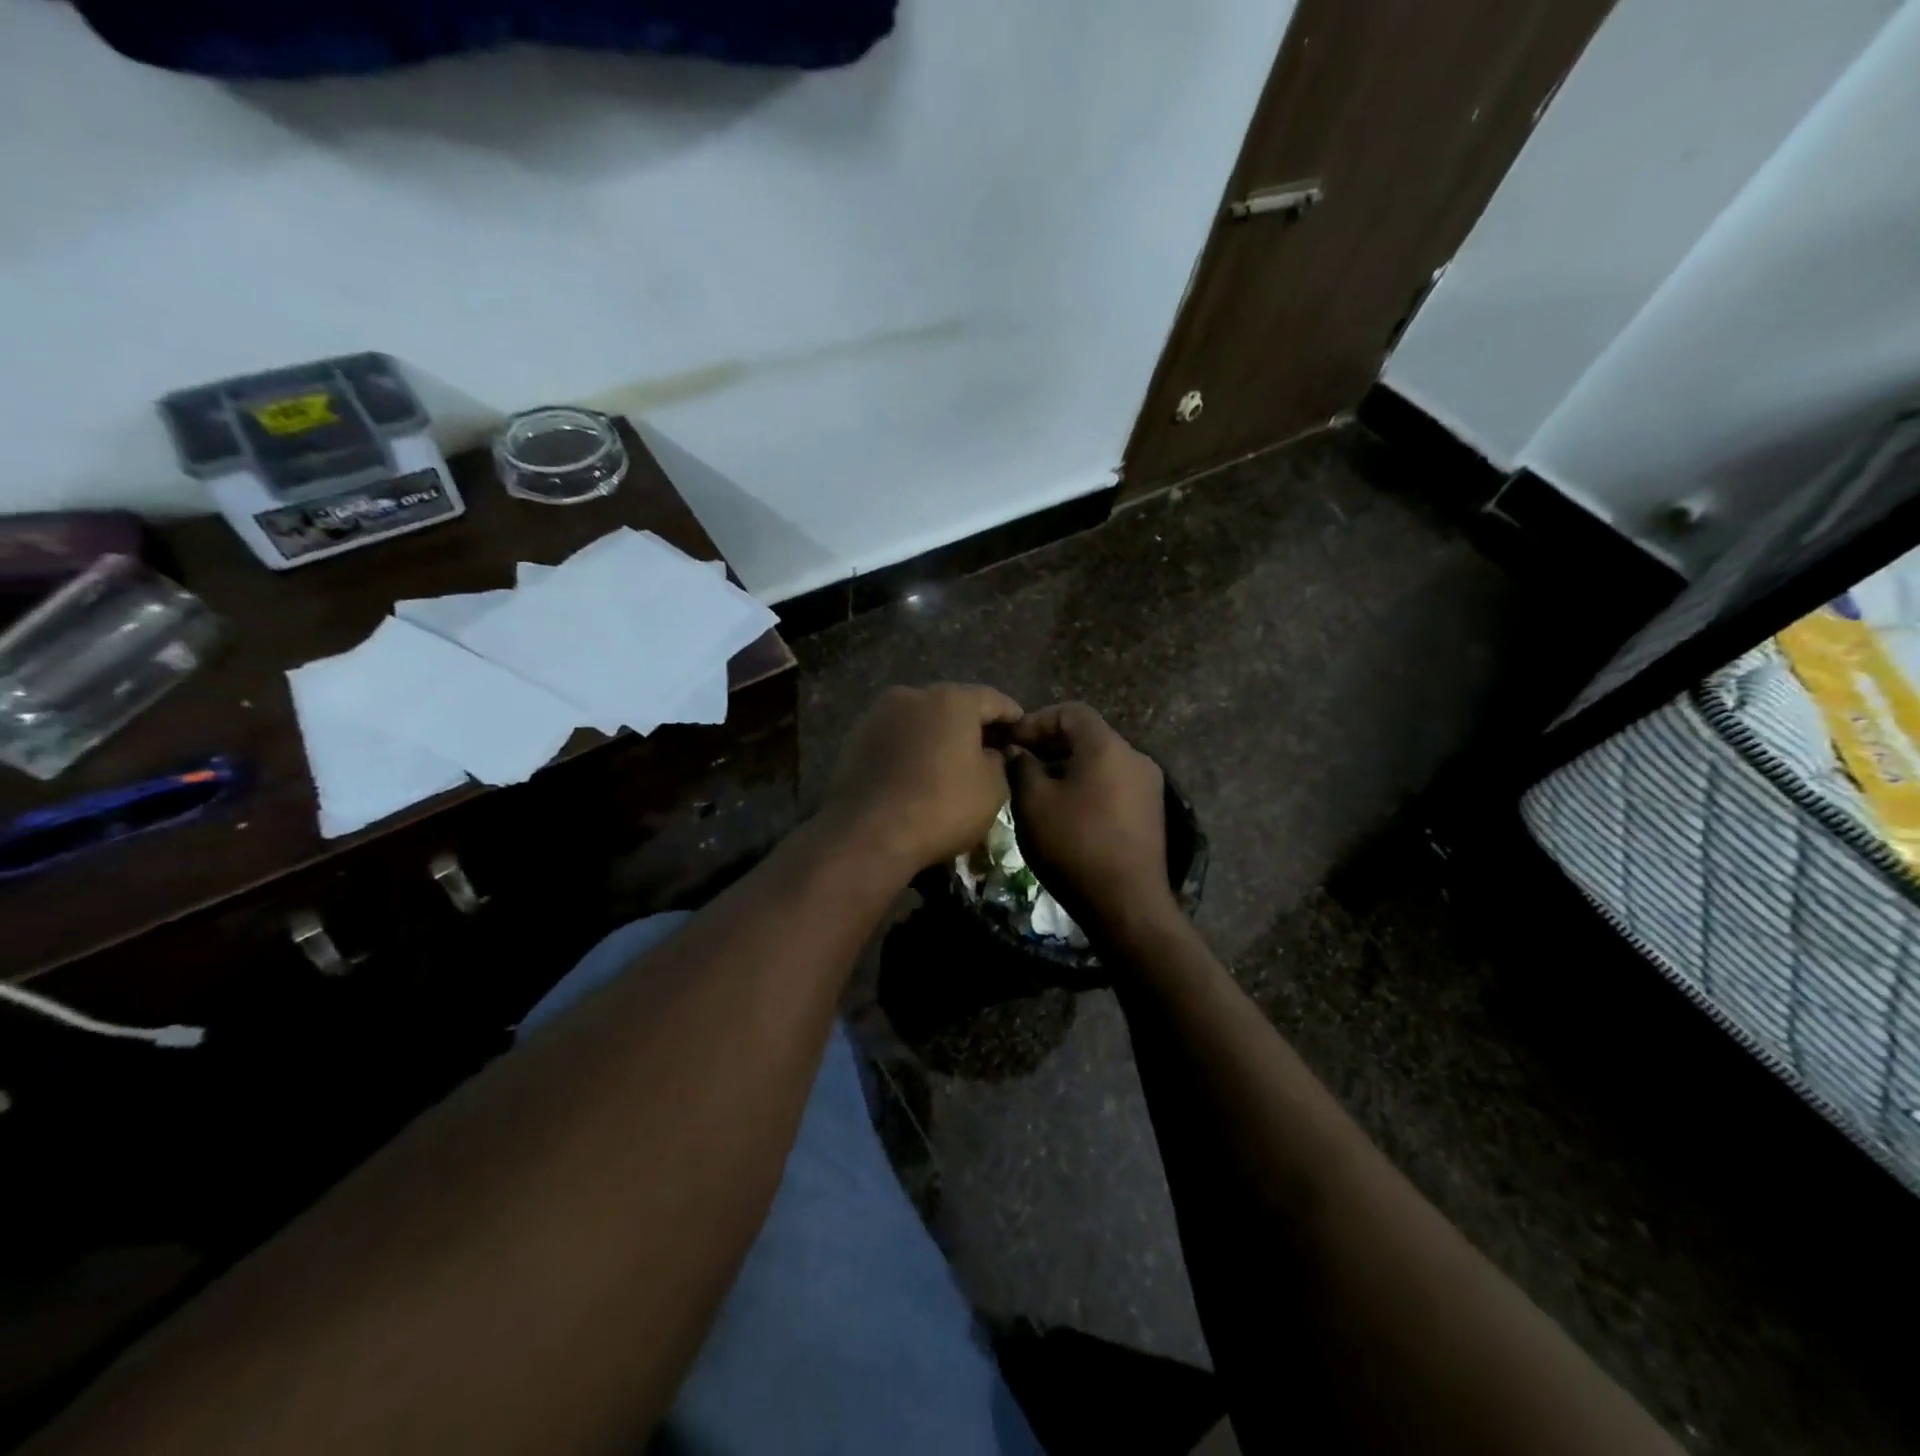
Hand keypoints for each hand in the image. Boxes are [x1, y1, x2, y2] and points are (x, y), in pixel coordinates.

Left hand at [821, 684, 1023, 874]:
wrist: (868, 834)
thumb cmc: (942, 807)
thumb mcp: (992, 789)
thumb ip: (1000, 761)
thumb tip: (994, 753)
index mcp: (952, 700)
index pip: (993, 700)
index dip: (1012, 716)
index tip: (1022, 729)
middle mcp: (913, 695)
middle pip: (953, 705)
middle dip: (973, 724)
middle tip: (990, 747)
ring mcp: (879, 715)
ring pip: (921, 720)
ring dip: (939, 735)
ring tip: (952, 761)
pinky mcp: (856, 738)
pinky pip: (897, 738)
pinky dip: (912, 748)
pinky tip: (919, 771)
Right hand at [1007, 703, 1177, 944]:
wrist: (1127, 904)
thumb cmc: (1074, 845)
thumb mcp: (1033, 803)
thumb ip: (1022, 767)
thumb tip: (1018, 751)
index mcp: (1108, 747)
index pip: (1070, 712)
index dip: (1036, 721)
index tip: (1010, 742)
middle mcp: (1135, 758)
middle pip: (1088, 735)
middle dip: (1049, 744)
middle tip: (1017, 762)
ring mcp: (1148, 786)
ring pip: (1100, 762)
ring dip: (1066, 767)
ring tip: (1035, 788)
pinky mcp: (1150, 813)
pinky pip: (1112, 784)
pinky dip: (1085, 786)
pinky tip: (1063, 810)